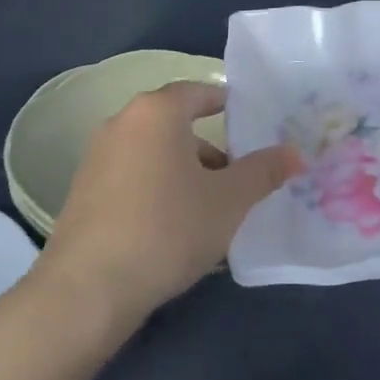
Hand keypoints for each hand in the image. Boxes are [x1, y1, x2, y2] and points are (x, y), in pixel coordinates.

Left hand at [40, 81, 298, 326]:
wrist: (90, 286)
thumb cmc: (169, 228)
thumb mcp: (229, 201)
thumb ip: (263, 172)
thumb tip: (295, 153)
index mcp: (156, 113)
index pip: (196, 92)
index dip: (224, 103)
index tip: (247, 120)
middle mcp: (121, 124)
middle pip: (174, 125)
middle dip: (209, 149)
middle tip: (237, 178)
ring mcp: (96, 158)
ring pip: (153, 154)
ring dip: (183, 172)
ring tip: (210, 210)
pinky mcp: (83, 192)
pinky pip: (132, 177)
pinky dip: (157, 189)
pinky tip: (173, 228)